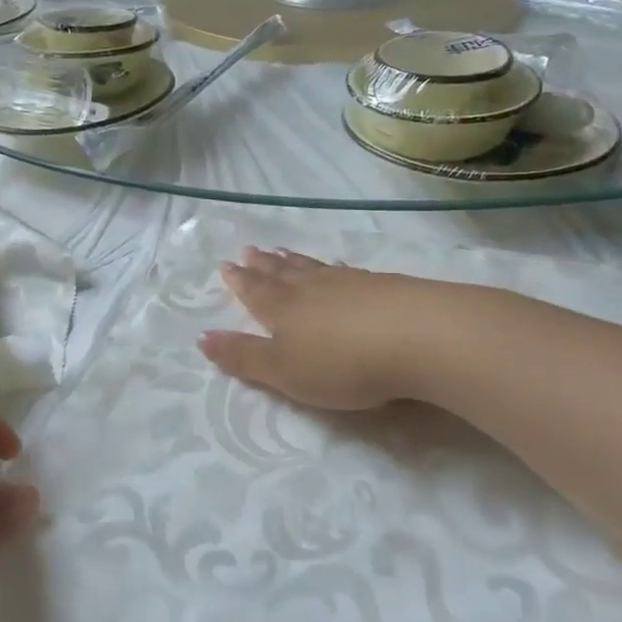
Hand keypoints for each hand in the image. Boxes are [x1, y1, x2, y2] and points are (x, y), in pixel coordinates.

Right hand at [199, 247, 460, 410]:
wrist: (419, 337)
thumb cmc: (342, 364)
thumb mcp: (284, 372)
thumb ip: (244, 357)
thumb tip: (202, 337)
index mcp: (282, 309)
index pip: (253, 291)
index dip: (239, 281)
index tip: (227, 265)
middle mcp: (311, 289)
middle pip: (281, 273)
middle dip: (263, 265)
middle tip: (250, 250)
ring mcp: (348, 283)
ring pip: (312, 268)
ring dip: (294, 262)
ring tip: (282, 252)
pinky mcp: (382, 286)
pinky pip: (345, 272)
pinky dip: (333, 268)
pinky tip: (338, 268)